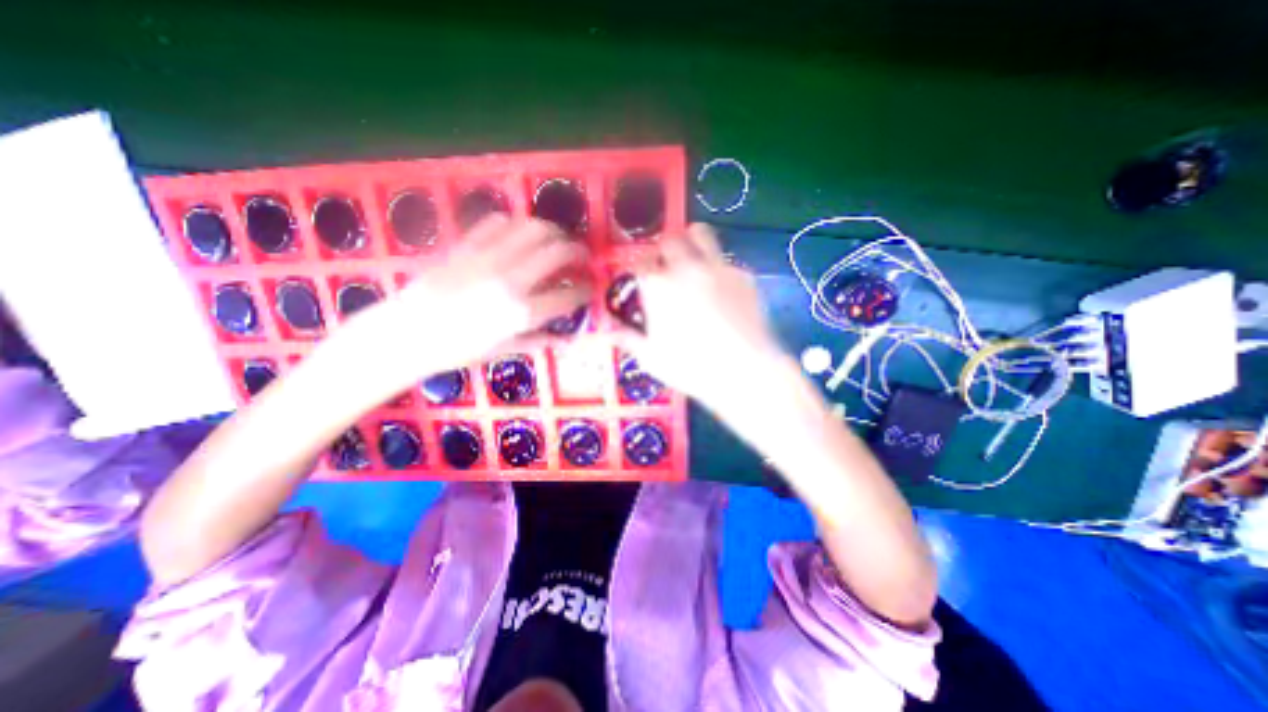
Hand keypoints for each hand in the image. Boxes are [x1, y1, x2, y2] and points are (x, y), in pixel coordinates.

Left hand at [330, 213, 588, 395]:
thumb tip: (564, 340)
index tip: (589, 288)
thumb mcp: (501, 350)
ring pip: (532, 228)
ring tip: (555, 239)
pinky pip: (496, 223)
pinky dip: (514, 224)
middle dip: (577, 250)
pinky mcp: (466, 246)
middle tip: (581, 255)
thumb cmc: (455, 350)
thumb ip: (537, 340)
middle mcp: (510, 280)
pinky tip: (517, 234)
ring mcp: (487, 259)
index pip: (567, 295)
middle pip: (557, 251)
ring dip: (551, 230)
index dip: (584, 290)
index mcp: (521, 312)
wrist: (405, 334)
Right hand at [620, 226, 789, 415]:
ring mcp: (717, 267)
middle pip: (669, 239)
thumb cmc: (690, 367)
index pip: (641, 261)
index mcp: (658, 285)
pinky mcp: (743, 274)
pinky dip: (717, 269)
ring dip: (691, 241)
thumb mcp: (651, 357)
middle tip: (666, 269)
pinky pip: (725, 260)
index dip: (640, 268)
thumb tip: (605, 332)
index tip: (643, 280)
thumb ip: (627, 338)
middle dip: (664, 250)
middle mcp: (685, 267)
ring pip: (700, 233)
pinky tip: (723, 292)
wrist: (743, 371)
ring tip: (692, 261)